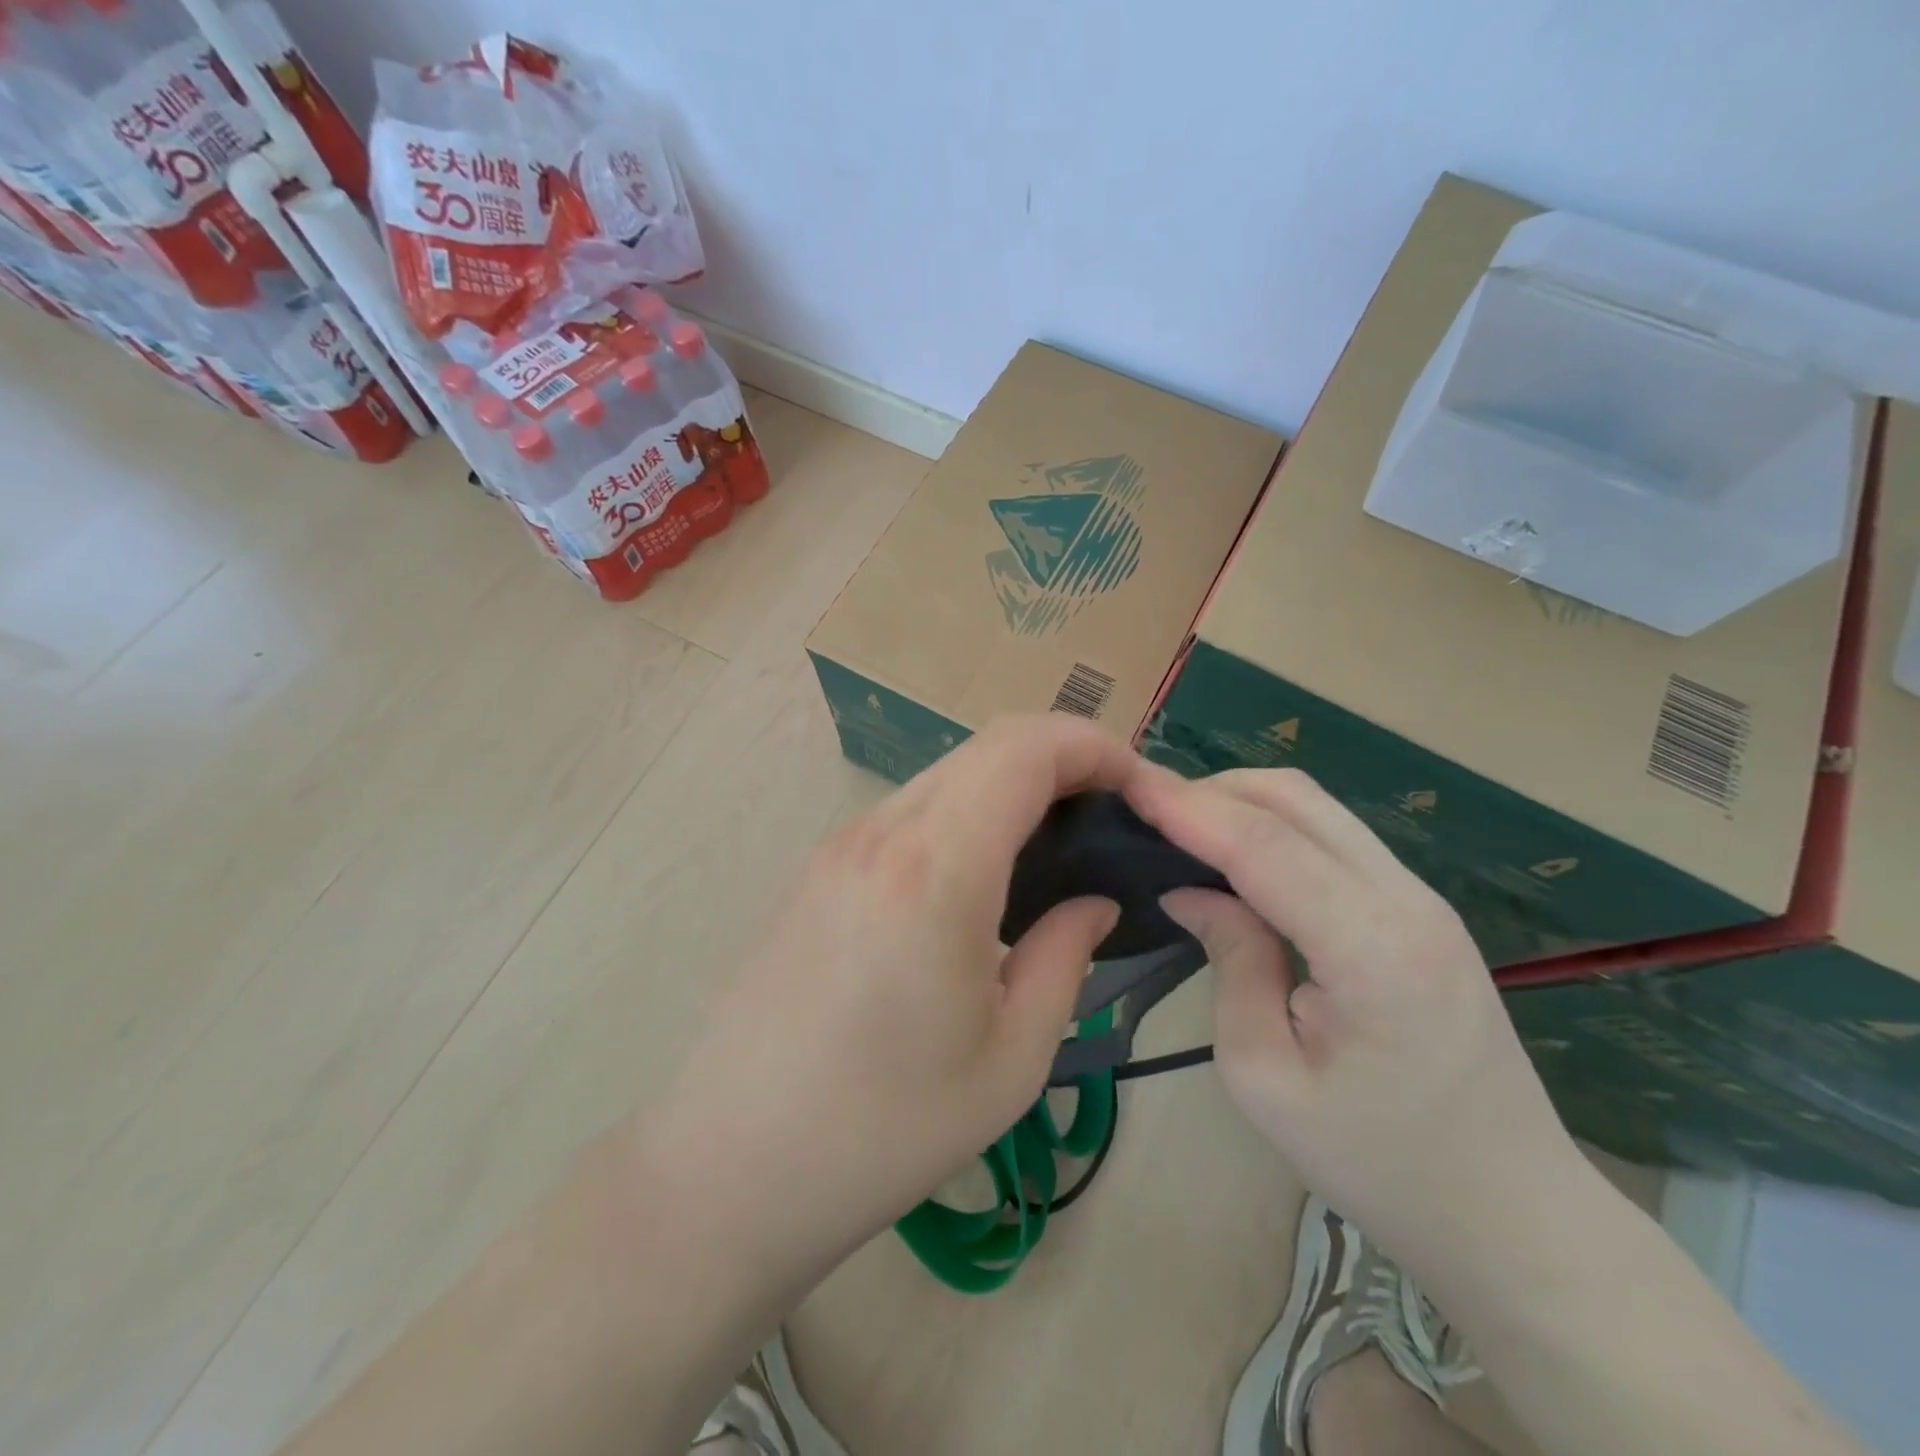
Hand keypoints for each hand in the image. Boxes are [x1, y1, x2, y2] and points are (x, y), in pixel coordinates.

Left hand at [654, 716, 1126, 1272]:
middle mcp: (881, 833)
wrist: (735, 1164)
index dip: (1091, 745)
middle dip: (1060, 759)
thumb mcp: (1011, 1059)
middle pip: (987, 746)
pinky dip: (964, 810)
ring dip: (1009, 784)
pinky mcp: (817, 867)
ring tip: (1053, 844)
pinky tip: (981, 872)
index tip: (1137, 785)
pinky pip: (908, 808)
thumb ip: (1065, 957)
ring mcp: (839, 845)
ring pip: (946, 773)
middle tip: (1107, 816)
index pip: (1024, 750)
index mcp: (936, 870)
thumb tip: (1093, 901)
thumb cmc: (887, 1128)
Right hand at [1125, 762, 1584, 1263]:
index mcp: (1373, 948)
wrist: (1514, 1214)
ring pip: (1317, 808)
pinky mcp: (1419, 908)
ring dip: (1242, 801)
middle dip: (1212, 789)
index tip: (1128, 783)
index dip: (1189, 807)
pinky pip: (1333, 837)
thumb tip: (1190, 890)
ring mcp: (1421, 898)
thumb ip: (1231, 962)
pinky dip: (1273, 827)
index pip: (1263, 845)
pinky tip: (1233, 853)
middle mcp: (1406, 899)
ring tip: (1178, 825)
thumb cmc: (1379, 1163)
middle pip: (1296, 800)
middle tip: (1146, 809)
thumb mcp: (1267, 1076)